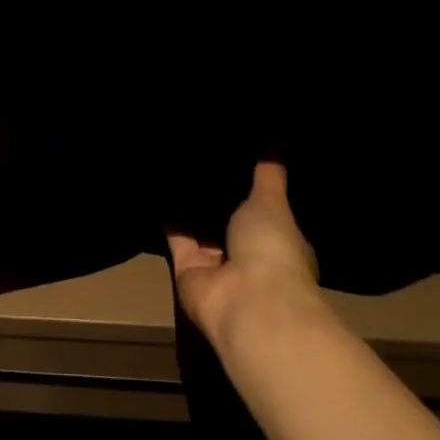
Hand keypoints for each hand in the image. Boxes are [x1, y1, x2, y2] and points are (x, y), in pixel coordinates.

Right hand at [168, 162, 324, 349]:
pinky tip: (159, 187)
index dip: (253, 190)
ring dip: (191, 207)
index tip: (237, 158)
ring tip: (177, 165)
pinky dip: (168, 218)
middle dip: (218, 198)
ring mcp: (217, 265)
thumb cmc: (272, 249)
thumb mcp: (272, 200)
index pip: (266, 212)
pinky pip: (176, 238)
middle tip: (201, 156)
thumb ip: (269, 173)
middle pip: (230, 222)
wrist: (246, 301)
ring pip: (201, 230)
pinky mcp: (187, 270)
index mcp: (279, 242)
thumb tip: (277, 137)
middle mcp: (248, 256)